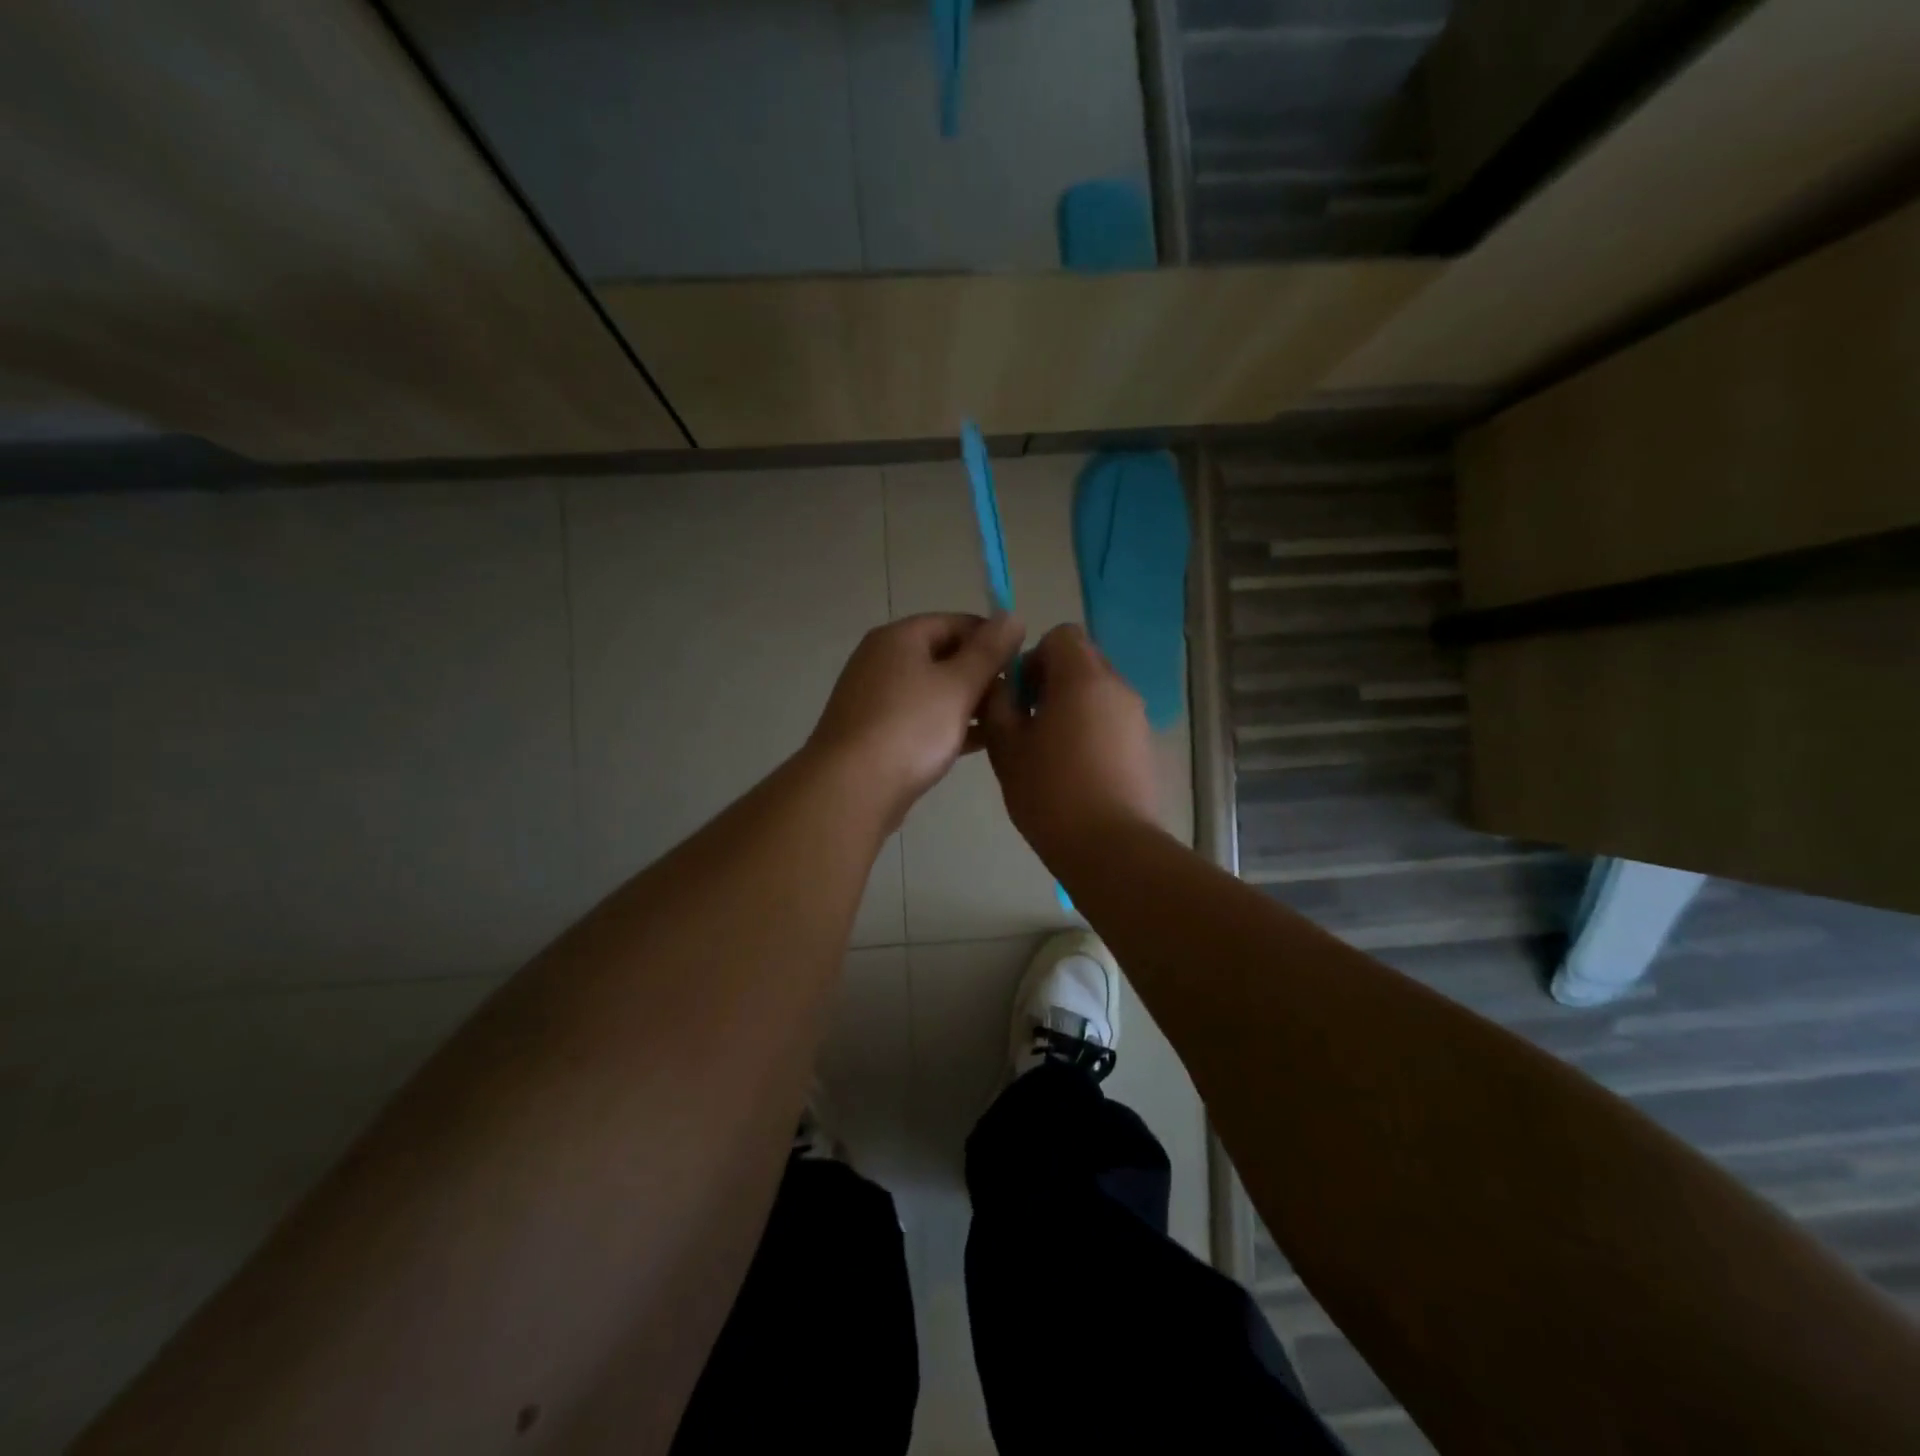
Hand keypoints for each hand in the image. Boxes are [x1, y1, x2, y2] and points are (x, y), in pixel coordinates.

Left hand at [807, 613, 1024, 823]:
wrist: (851, 788)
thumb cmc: (910, 728)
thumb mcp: (958, 685)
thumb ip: (989, 651)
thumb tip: (1013, 616)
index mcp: (899, 637)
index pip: (956, 622)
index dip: (992, 638)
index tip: (1023, 663)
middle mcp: (882, 660)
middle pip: (943, 655)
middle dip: (982, 674)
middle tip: (1018, 698)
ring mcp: (875, 698)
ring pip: (933, 690)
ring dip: (968, 702)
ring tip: (1006, 720)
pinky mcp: (875, 732)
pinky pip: (920, 718)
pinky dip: (948, 725)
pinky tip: (979, 742)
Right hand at [981, 623, 1158, 865]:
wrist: (1111, 847)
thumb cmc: (1050, 792)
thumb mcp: (1006, 747)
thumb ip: (998, 704)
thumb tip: (1003, 686)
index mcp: (1083, 678)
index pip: (1061, 635)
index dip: (1034, 657)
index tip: (1020, 697)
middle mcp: (1117, 687)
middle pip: (1082, 661)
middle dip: (1051, 682)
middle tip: (1029, 724)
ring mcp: (1137, 717)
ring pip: (1097, 692)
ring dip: (1071, 707)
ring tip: (1050, 751)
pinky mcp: (1145, 745)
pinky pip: (1112, 719)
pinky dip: (1091, 729)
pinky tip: (1075, 770)